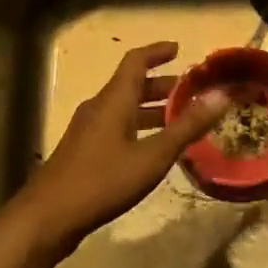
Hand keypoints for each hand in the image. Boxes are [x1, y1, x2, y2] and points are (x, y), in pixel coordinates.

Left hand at [14, 42, 228, 262]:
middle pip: (132, 85)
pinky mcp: (83, 151)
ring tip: (180, 121)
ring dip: (151, 109)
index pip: (136, 61)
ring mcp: (88, 130)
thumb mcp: (152, 156)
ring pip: (124, 108)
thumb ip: (186, 127)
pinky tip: (153, 150)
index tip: (179, 49)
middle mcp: (99, 107)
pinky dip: (139, 127)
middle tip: (191, 92)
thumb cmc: (102, 180)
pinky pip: (116, 127)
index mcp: (114, 99)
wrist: (47, 217)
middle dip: (162, 86)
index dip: (157, 52)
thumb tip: (221, 96)